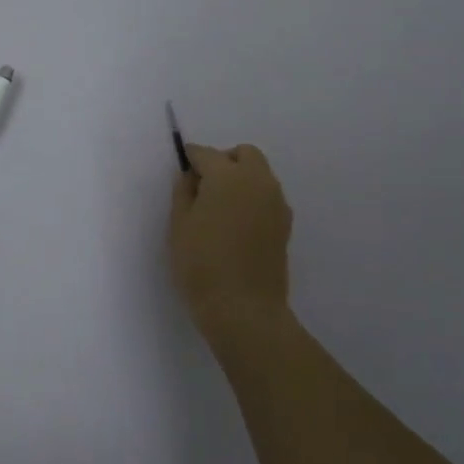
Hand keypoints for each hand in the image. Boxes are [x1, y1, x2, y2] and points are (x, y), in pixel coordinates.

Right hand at [169, 143, 293, 334]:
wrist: (243, 309)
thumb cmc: (201, 265)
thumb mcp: (179, 226)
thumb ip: (183, 193)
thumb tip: (189, 176)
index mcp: (228, 177)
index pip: (206, 154)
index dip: (190, 158)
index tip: (180, 170)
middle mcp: (258, 182)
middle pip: (243, 154)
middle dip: (223, 161)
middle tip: (202, 187)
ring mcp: (276, 203)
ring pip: (259, 174)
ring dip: (240, 179)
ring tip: (218, 208)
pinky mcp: (285, 224)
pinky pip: (267, 196)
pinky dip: (251, 198)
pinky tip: (235, 224)